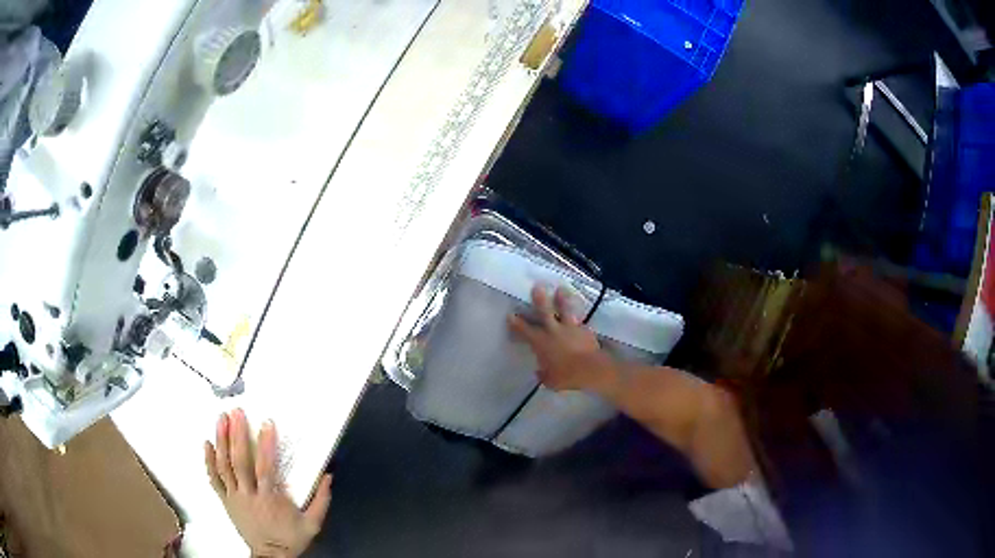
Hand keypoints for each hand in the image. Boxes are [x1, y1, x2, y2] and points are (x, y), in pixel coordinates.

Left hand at [205, 409, 332, 557]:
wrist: (271, 556)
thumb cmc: (291, 539)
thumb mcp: (313, 523)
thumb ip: (321, 500)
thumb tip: (329, 476)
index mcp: (270, 499)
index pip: (265, 468)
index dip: (266, 445)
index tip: (267, 424)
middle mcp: (249, 495)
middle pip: (240, 462)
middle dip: (237, 435)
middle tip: (236, 412)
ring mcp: (234, 497)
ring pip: (224, 466)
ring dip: (221, 441)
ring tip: (221, 419)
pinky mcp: (226, 501)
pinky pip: (214, 479)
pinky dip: (209, 461)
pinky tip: (207, 444)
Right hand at [508, 285, 617, 395]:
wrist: (590, 369)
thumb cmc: (566, 376)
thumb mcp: (550, 381)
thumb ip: (544, 374)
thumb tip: (540, 371)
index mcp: (540, 342)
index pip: (524, 330)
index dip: (516, 322)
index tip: (510, 315)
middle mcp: (553, 331)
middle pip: (544, 311)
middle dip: (539, 298)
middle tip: (537, 286)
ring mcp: (570, 328)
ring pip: (565, 309)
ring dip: (562, 299)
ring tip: (561, 289)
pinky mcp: (585, 329)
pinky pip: (580, 320)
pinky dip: (578, 317)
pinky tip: (579, 315)